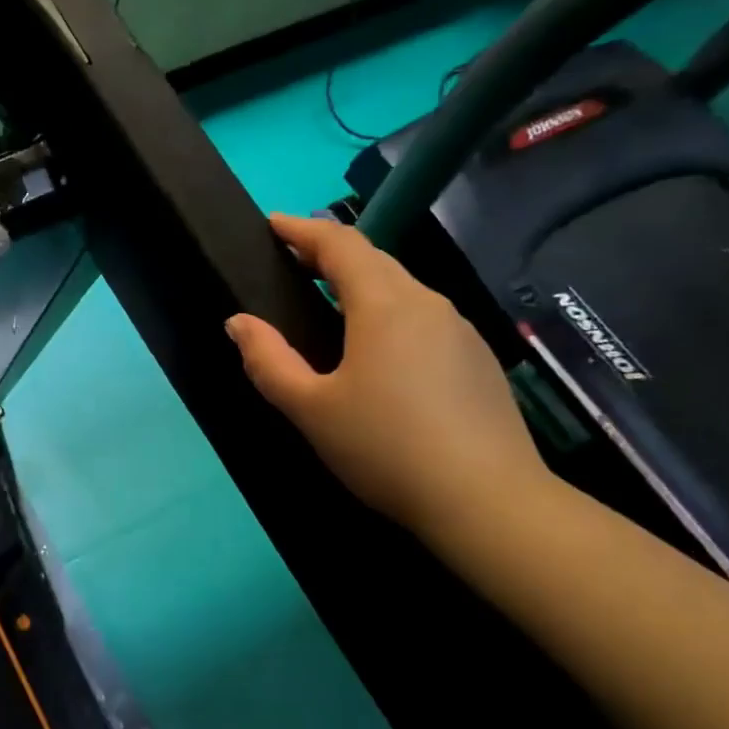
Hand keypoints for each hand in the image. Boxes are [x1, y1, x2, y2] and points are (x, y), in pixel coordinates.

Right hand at [225, 213, 551, 539]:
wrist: (489, 504)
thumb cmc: (387, 448)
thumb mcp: (311, 409)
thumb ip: (268, 361)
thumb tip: (238, 322)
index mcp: (384, 305)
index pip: (340, 244)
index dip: (302, 229)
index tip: (272, 224)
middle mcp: (427, 303)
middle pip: (373, 259)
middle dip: (328, 252)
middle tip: (290, 260)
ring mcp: (459, 330)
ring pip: (401, 288)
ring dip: (360, 282)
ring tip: (326, 301)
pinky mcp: (476, 359)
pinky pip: (421, 316)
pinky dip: (386, 311)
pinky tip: (375, 348)